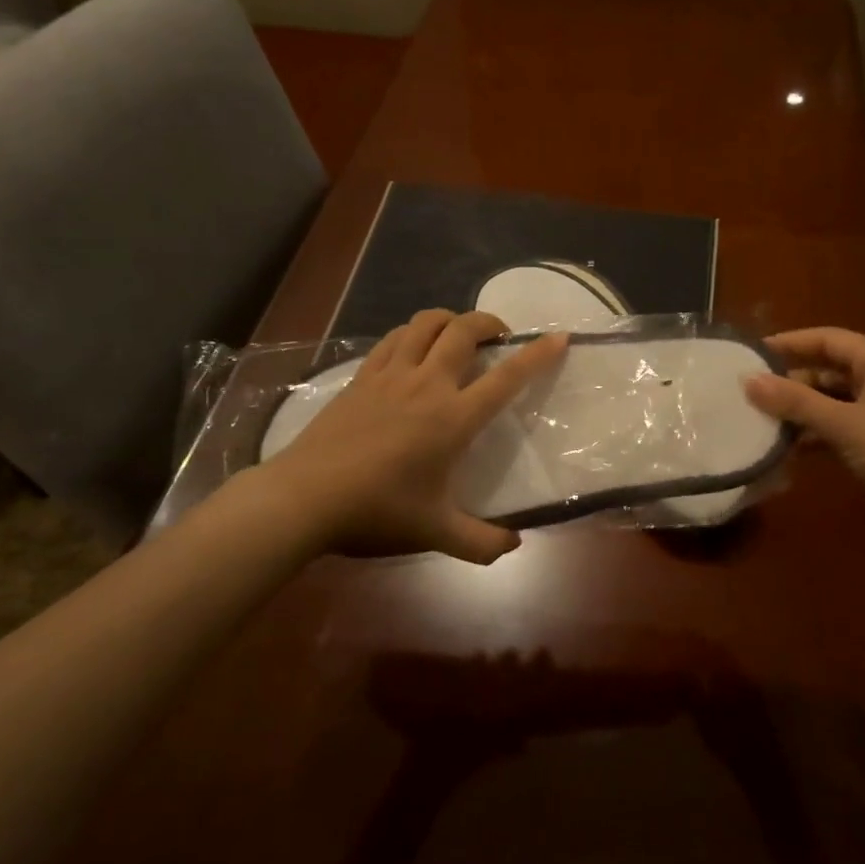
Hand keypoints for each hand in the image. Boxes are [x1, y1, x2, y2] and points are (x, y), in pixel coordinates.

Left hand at [257, 309, 567, 563]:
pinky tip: (413, 348)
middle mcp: (427, 385)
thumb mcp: (435, 533)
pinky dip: (412, 333)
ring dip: (449, 319)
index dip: (537, 355)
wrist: (306, 497)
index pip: (506, 378)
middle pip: (464, 330)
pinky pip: (393, 339)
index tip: (559, 337)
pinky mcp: (361, 377)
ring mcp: (390, 375)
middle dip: (489, 322)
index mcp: (453, 418)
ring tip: (458, 333)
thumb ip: (481, 542)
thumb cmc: (377, 512)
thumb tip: (515, 544)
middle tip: (500, 334)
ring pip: (425, 324)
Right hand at [744, 327, 864, 516]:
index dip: (791, 342)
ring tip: (763, 422)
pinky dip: (816, 435)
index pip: (829, 339)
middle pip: (829, 371)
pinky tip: (790, 449)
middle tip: (751, 393)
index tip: (753, 353)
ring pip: (833, 402)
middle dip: (791, 381)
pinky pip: (841, 429)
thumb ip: (796, 402)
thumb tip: (747, 380)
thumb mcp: (845, 424)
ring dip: (801, 411)